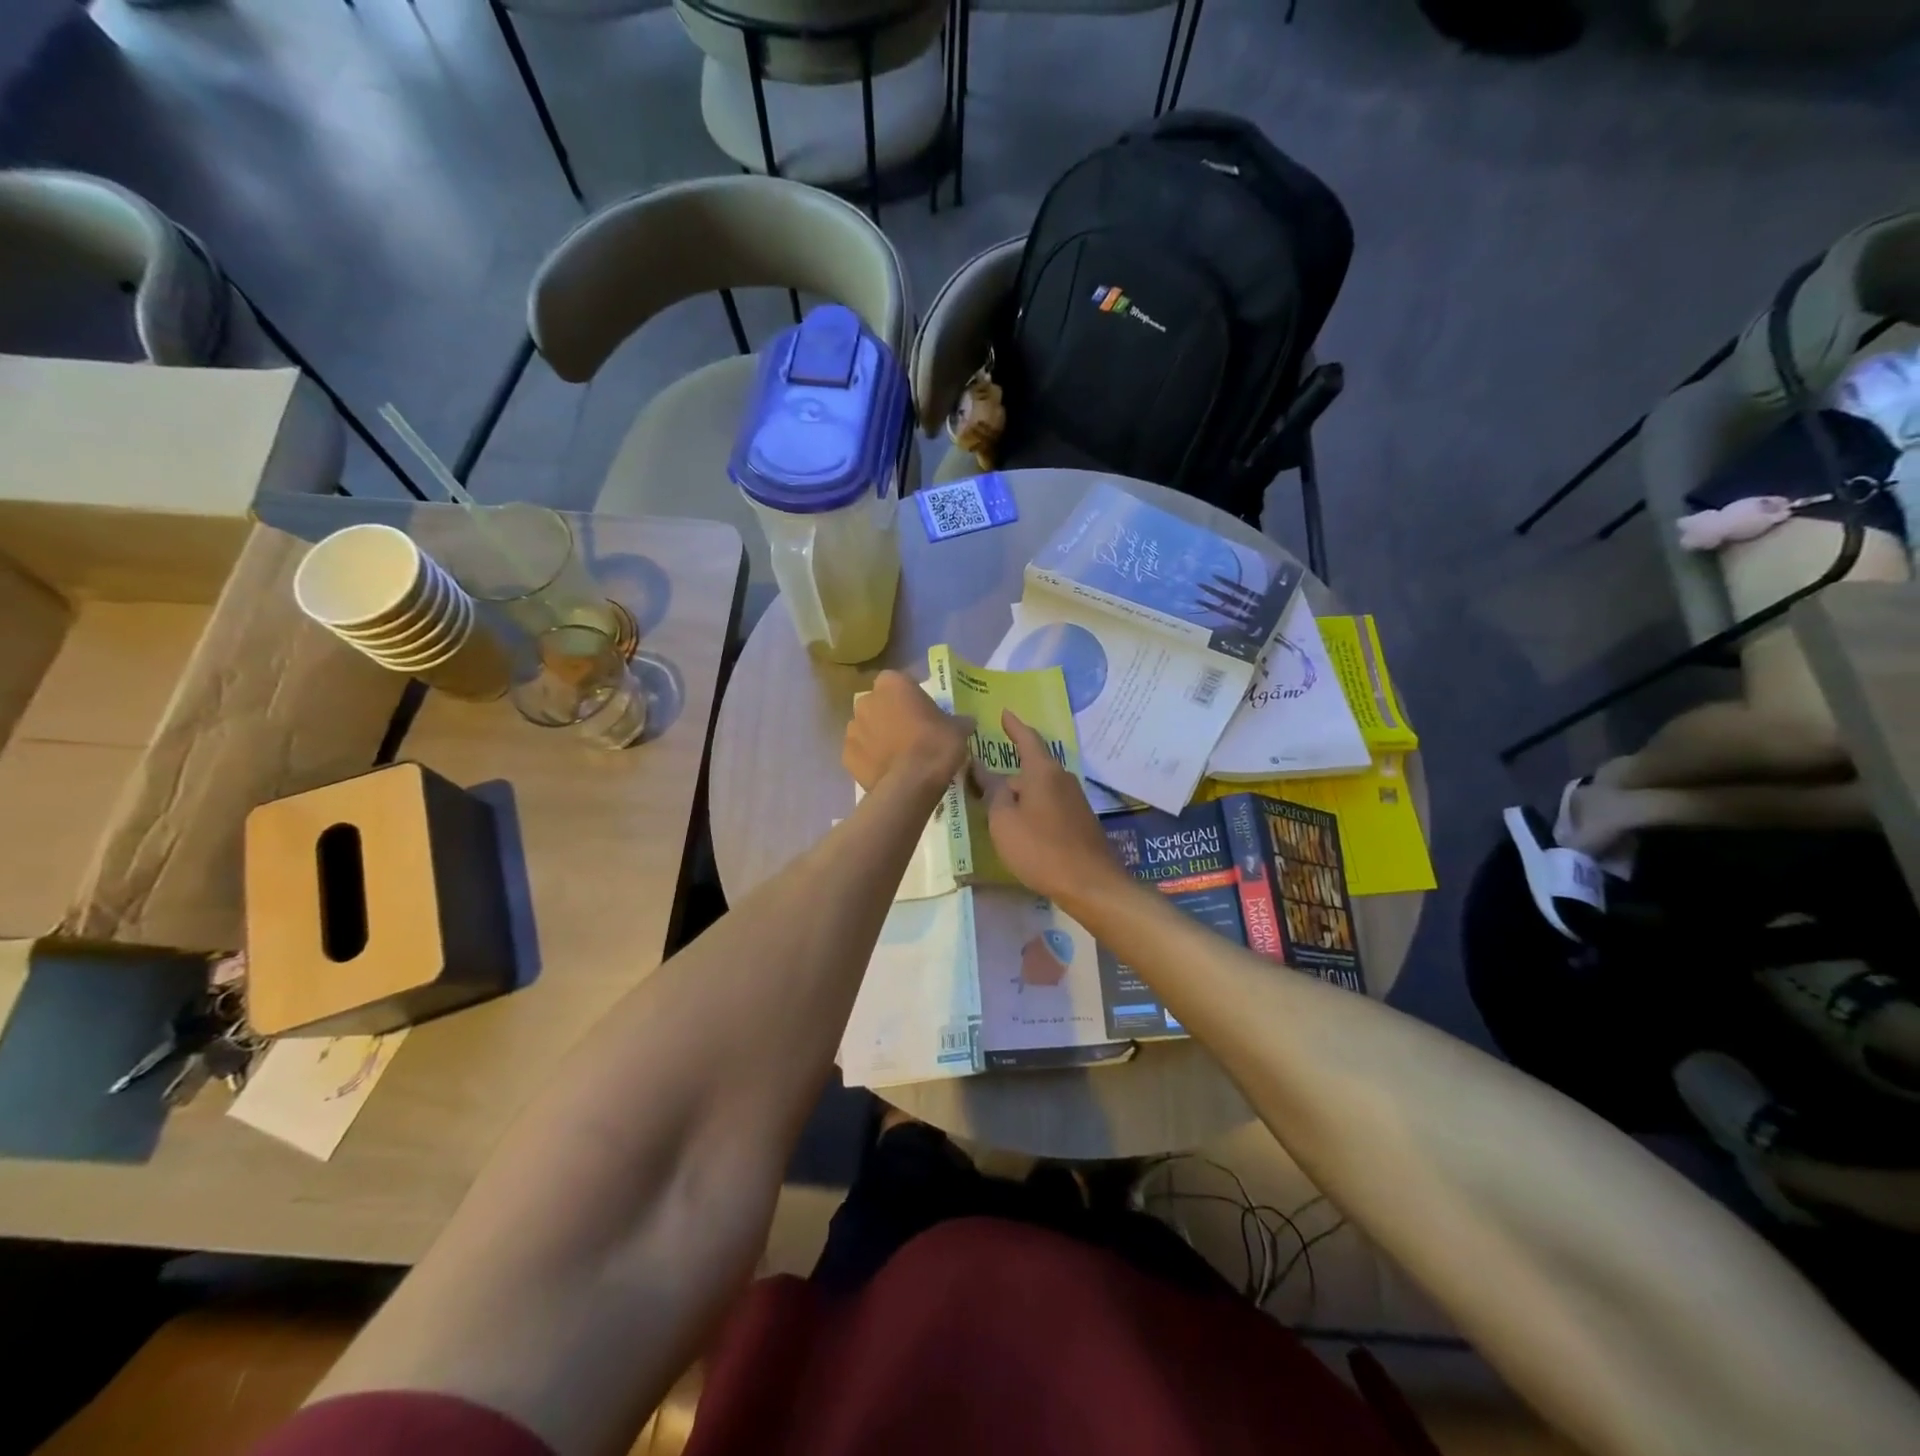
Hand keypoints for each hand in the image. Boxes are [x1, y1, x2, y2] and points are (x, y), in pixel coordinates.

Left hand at [843, 669, 973, 794]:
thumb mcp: (958, 729)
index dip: (911, 696)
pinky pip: (860, 752)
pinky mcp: (846, 755)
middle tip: (911, 733)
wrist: (910, 784)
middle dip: (891, 714)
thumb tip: (966, 722)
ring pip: (867, 727)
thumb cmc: (935, 745)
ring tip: (898, 755)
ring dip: (878, 736)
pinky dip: (870, 758)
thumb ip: (958, 721)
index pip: (899, 682)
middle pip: (879, 703)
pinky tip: (886, 770)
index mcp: (892, 684)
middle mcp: (867, 700)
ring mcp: (853, 728)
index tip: (923, 712)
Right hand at [975, 711, 1124, 904]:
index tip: (1004, 713)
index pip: (1027, 738)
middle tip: (982, 780)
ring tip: (997, 806)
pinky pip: (1049, 804)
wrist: (1090, 884)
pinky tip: (1020, 826)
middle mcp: (1062, 778)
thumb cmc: (1040, 849)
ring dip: (1020, 793)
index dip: (1014, 726)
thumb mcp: (1004, 821)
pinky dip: (1032, 807)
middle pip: (1031, 767)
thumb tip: (987, 772)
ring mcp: (1074, 800)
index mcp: (1043, 771)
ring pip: (1040, 788)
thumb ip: (994, 792)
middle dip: (1008, 772)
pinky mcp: (1079, 820)